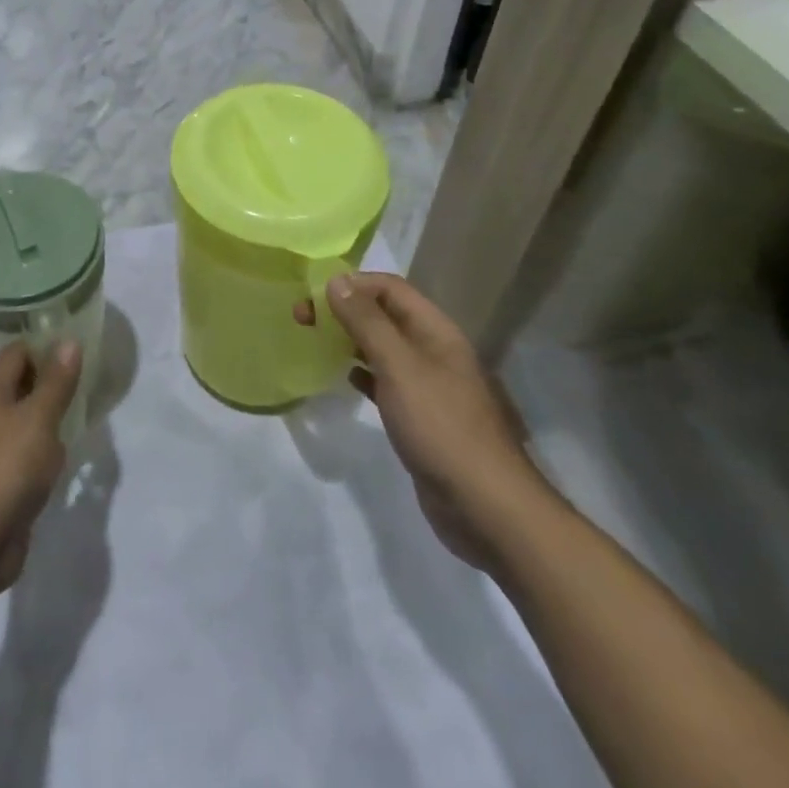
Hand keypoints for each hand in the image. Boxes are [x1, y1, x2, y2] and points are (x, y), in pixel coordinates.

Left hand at [0, 341, 82, 595]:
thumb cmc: (6, 467)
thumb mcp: (39, 418)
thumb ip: (56, 381)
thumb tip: (68, 340)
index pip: (18, 351)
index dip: (46, 346)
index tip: (80, 350)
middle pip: (20, 384)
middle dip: (51, 381)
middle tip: (88, 380)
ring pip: (24, 420)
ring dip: (49, 417)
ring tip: (82, 414)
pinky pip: (24, 453)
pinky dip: (42, 450)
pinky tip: (62, 457)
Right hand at [298, 273, 552, 570]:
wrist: (486, 507)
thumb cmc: (441, 426)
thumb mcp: (399, 366)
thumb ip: (367, 322)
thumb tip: (336, 280)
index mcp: (435, 330)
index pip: (389, 287)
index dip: (351, 284)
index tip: (311, 295)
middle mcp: (434, 350)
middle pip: (384, 314)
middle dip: (344, 310)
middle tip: (302, 319)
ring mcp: (429, 385)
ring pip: (383, 347)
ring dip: (350, 338)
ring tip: (314, 341)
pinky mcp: (421, 416)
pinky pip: (386, 381)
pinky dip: (362, 372)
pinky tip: (345, 377)